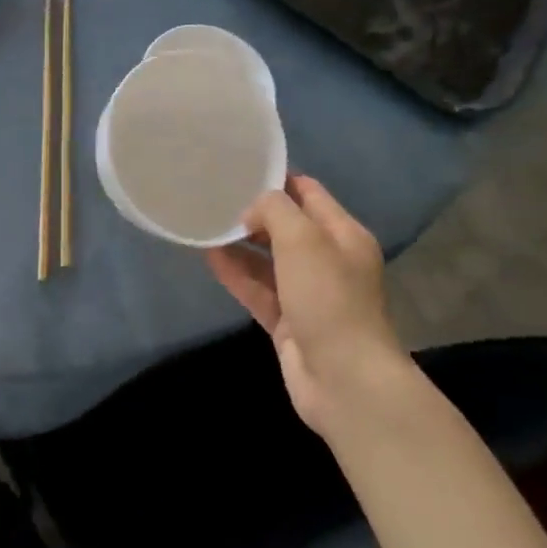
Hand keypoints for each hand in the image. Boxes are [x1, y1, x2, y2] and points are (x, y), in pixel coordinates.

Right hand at [205, 175, 406, 430]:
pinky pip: (257, 288)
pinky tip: (208, 257)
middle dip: (253, 213)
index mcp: (343, 235)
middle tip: (213, 198)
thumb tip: (252, 211)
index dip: (277, 179)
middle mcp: (328, 260)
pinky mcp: (288, 321)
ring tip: (203, 225)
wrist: (343, 378)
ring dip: (239, 244)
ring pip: (267, 259)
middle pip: (286, 226)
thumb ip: (274, 210)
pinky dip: (235, 273)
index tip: (239, 169)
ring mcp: (307, 293)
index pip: (308, 193)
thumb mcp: (303, 239)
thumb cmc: (328, 298)